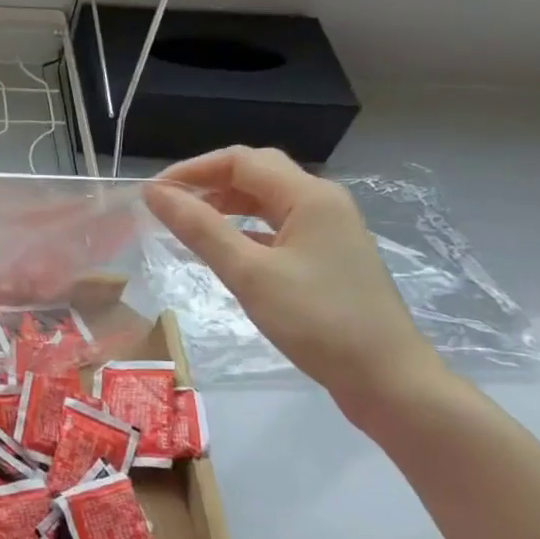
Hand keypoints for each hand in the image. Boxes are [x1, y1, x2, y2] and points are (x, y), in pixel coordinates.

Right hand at [143, 146, 444, 410]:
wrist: (386, 378)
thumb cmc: (316, 320)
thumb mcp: (249, 273)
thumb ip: (199, 228)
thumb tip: (154, 192)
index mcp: (309, 196)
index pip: (240, 160)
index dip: (192, 170)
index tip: (153, 193)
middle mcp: (322, 203)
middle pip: (256, 174)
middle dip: (208, 183)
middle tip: (167, 205)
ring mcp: (328, 231)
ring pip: (267, 202)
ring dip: (225, 205)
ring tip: (186, 224)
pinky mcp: (327, 258)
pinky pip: (277, 228)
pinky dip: (244, 230)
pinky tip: (222, 250)